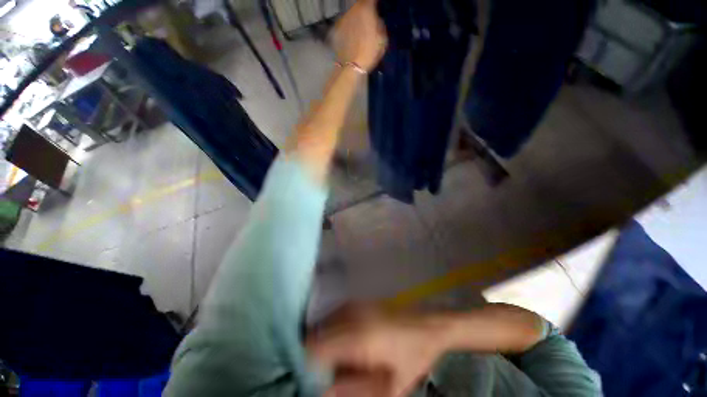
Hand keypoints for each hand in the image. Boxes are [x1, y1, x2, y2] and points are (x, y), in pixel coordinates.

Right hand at [307, 312, 443, 396]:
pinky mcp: (358, 301)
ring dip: (322, 342)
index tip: (306, 379)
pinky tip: (345, 344)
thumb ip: (354, 391)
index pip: (315, 348)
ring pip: (323, 324)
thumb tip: (324, 391)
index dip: (305, 365)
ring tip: (336, 360)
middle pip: (316, 334)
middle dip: (313, 355)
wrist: (429, 325)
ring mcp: (355, 304)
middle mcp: (352, 315)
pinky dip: (331, 331)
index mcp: (359, 337)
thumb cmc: (413, 358)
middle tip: (323, 372)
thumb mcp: (390, 388)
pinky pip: (334, 316)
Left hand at [332, 0, 387, 72]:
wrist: (352, 66)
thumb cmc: (370, 53)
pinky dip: (349, 26)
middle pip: (360, 5)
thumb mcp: (383, 39)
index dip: (374, 3)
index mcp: (366, 10)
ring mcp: (343, 19)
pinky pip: (345, 23)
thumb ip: (380, 24)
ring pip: (352, 13)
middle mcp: (353, 10)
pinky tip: (352, 36)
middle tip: (368, 19)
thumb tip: (376, 20)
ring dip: (356, 18)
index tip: (377, 7)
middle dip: (364, 9)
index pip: (371, 0)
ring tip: (360, 29)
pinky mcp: (337, 29)